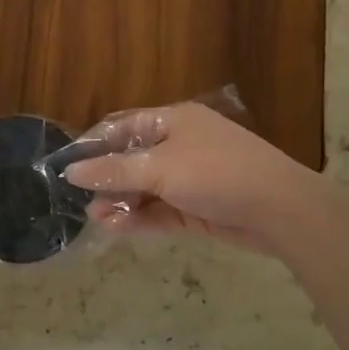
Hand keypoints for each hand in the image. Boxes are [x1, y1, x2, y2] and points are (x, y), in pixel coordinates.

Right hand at [63, 101, 317, 257]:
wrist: (280, 211)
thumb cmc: (217, 174)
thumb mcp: (160, 168)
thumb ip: (114, 171)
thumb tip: (71, 172)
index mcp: (174, 122)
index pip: (124, 127)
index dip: (95, 144)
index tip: (68, 165)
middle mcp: (180, 146)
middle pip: (132, 160)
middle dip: (106, 179)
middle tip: (82, 198)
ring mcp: (189, 179)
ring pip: (144, 189)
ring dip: (120, 202)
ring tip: (96, 218)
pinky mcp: (196, 209)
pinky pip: (159, 211)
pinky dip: (138, 218)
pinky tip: (115, 228)